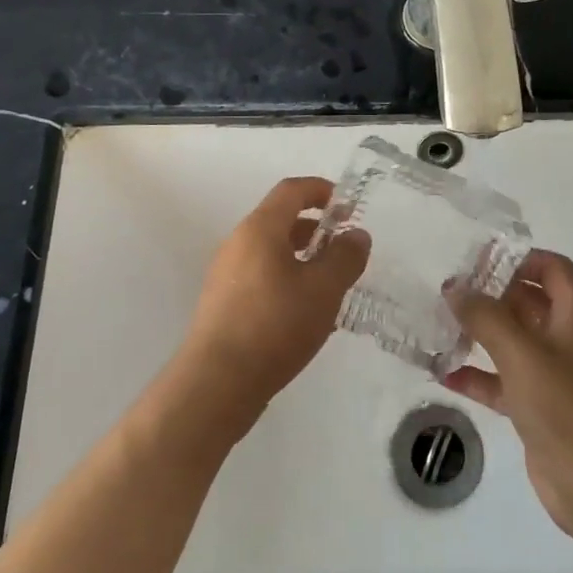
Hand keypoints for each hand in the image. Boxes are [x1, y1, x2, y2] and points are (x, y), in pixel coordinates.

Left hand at [178, 177, 369, 429]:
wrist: (216, 383)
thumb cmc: (275, 325)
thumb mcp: (323, 289)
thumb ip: (345, 257)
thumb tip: (356, 234)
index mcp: (260, 229)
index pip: (292, 190)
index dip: (321, 190)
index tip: (347, 206)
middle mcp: (238, 243)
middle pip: (279, 219)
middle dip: (315, 227)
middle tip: (344, 248)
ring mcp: (226, 274)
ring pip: (270, 250)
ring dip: (302, 256)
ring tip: (329, 283)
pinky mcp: (222, 303)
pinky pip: (260, 275)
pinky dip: (286, 278)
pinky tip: (304, 311)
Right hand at [443, 250, 572, 542]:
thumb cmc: (565, 407)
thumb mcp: (521, 354)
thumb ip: (486, 316)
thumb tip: (454, 288)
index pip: (552, 268)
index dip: (521, 257)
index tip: (480, 259)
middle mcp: (567, 338)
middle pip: (529, 301)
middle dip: (491, 293)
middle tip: (449, 289)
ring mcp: (553, 374)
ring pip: (513, 340)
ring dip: (480, 333)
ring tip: (440, 324)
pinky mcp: (538, 406)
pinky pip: (503, 379)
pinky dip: (478, 374)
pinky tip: (444, 373)